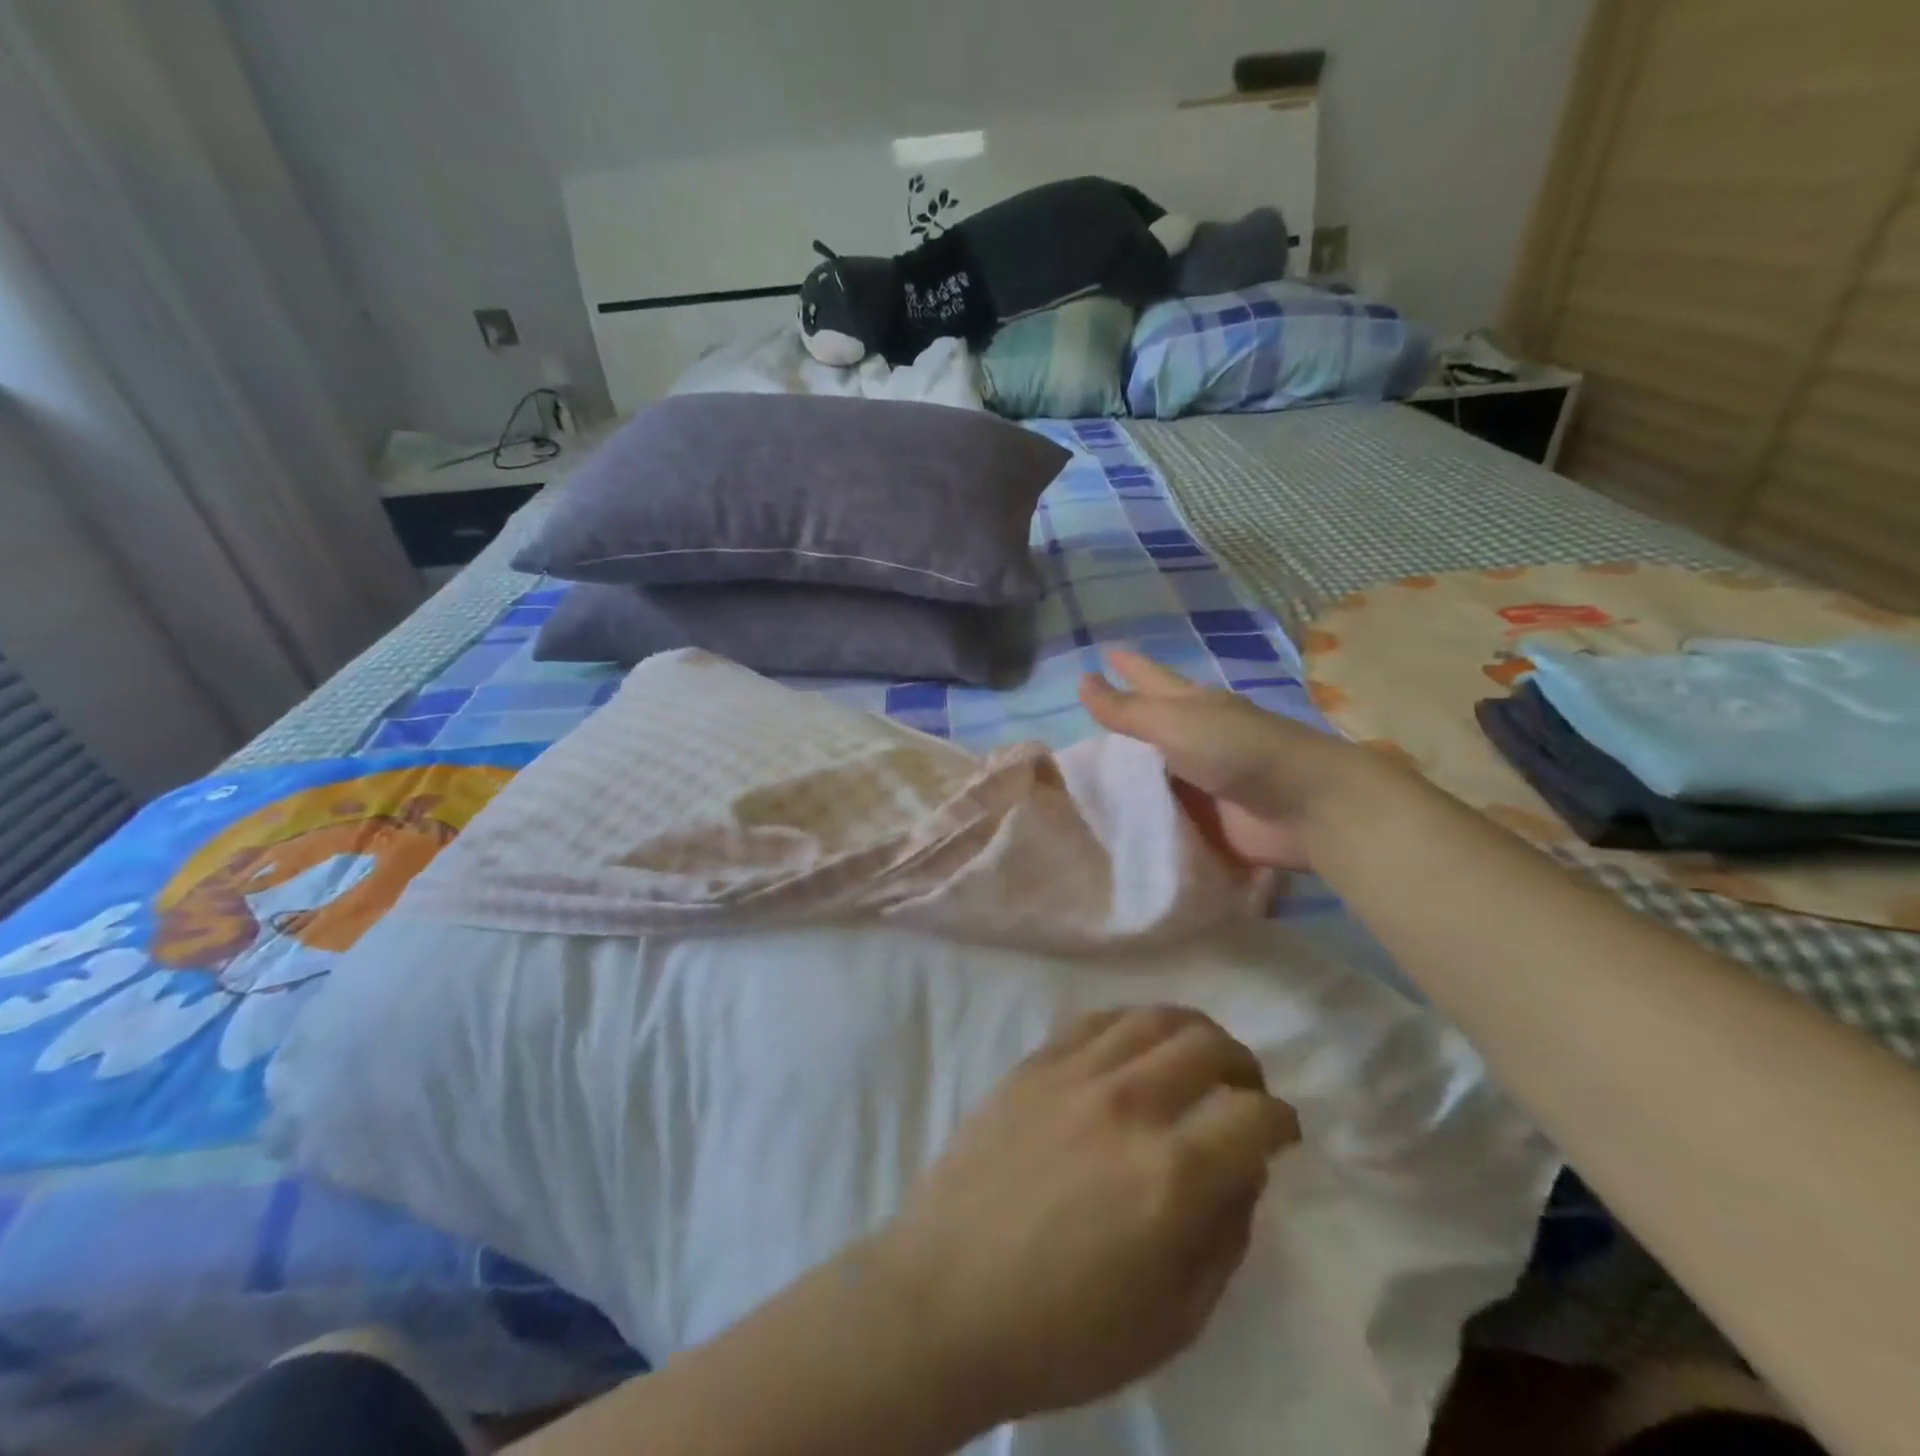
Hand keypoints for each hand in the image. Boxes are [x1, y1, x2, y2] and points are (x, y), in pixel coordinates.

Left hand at [864, 1006, 1300, 1423]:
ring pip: (1152, 1018)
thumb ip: (1223, 1238)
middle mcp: (1128, 1104)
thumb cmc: (1062, 1331)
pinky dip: (1131, 1023)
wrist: (946, 1297)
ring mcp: (1074, 1074)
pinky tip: (1134, 1045)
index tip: (1281, 1132)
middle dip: (1242, 1064)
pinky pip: (1095, 1020)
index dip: (1281, 1121)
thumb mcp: (1172, 1320)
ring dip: (1191, 1031)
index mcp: (1171, 1175)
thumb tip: (1244, 1171)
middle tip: (1244, 1089)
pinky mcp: (1034, 1064)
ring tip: (1197, 1055)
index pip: (1254, 1117)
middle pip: (1208, 1045)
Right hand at [1080, 649, 1365, 871]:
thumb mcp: (1175, 724)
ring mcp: (1201, 782)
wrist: (1304, 807)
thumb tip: (1081, 681)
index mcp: (1191, 707)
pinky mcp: (1205, 821)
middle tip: (1079, 727)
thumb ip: (1127, 711)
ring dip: (1124, 779)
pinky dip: (1140, 817)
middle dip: (1121, 726)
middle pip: (1150, 729)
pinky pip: (1162, 816)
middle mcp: (1195, 740)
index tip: (1104, 653)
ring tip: (1081, 782)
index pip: (1150, 680)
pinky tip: (1110, 824)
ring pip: (1152, 775)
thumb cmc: (1238, 751)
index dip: (1129, 668)